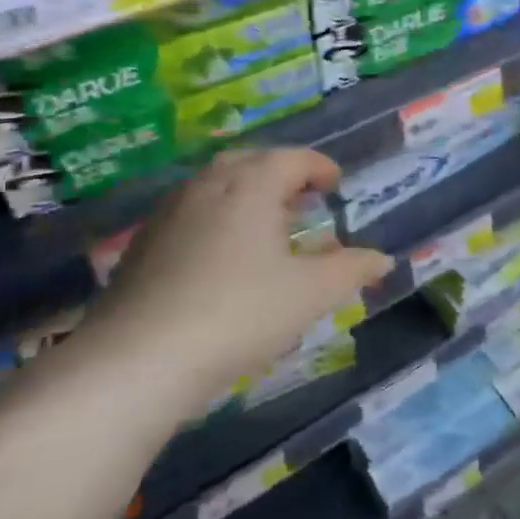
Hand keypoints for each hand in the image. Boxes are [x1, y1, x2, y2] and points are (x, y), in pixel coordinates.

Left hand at [42, 149, 391, 436]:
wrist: (137, 359)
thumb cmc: (239, 313)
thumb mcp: (310, 294)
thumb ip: (351, 270)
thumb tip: (383, 259)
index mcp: (251, 185)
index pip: (292, 159)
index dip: (320, 167)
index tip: (336, 183)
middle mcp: (207, 186)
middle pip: (249, 162)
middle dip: (280, 174)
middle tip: (302, 198)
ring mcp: (168, 213)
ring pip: (214, 186)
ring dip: (246, 195)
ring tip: (266, 226)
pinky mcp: (141, 246)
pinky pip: (190, 213)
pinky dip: (216, 219)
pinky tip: (222, 257)